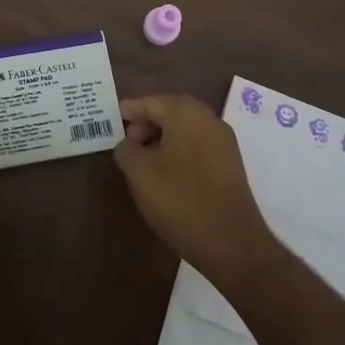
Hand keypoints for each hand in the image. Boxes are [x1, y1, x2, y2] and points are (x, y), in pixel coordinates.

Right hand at [115, 95, 278, 290]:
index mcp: (185, 113)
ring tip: (145, 159)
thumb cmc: (180, 201)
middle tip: (128, 141)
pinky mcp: (231, 163)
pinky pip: (199, 143)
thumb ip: (126, 150)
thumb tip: (127, 143)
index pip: (150, 101)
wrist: (232, 243)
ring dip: (164, 136)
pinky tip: (168, 171)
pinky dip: (181, 148)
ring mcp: (223, 141)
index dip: (129, 111)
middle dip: (147, 121)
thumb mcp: (139, 174)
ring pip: (186, 127)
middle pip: (171, 110)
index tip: (111, 122)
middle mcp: (208, 119)